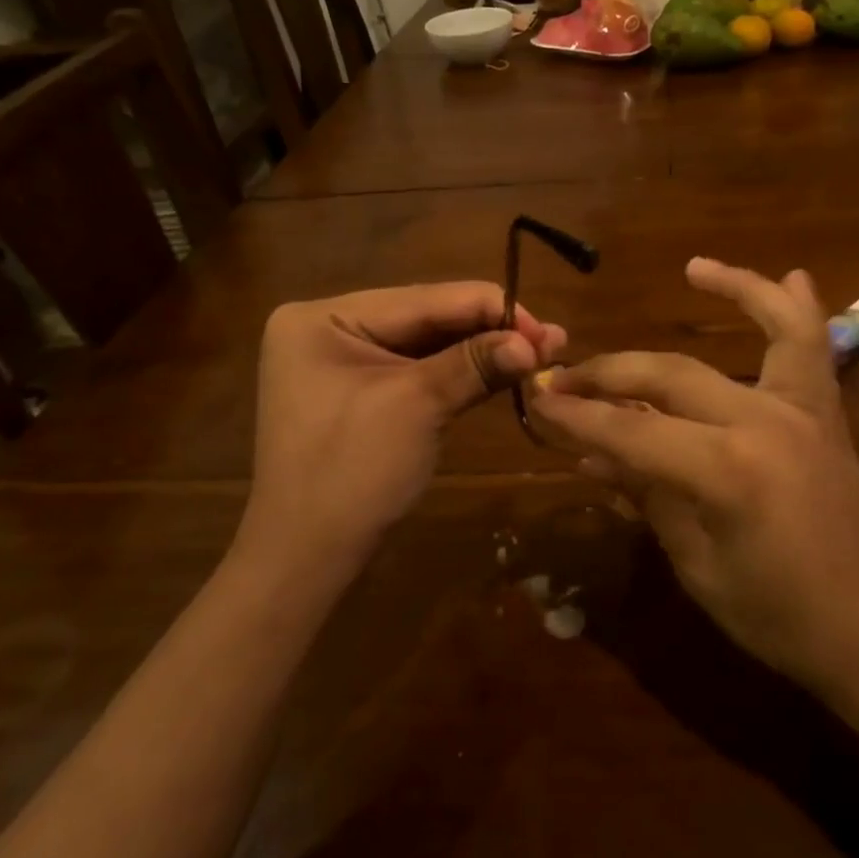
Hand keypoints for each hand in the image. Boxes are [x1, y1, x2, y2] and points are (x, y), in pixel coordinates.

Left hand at [248, 283, 565, 580]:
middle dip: (490, 330)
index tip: (545, 328)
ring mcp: (344, 361)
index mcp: (323, 317)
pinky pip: (418, 371)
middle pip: (426, 318)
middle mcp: (330, 327)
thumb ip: (475, 364)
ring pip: (427, 345)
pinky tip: (504, 368)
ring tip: (542, 351)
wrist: (306, 559)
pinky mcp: (362, 391)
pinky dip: (461, 372)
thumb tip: (537, 342)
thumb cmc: (351, 473)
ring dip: (482, 350)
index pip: (422, 298)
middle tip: (552, 341)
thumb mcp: (416, 407)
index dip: (490, 308)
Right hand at [529, 258, 858, 703]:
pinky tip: (791, 275)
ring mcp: (804, 409)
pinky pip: (815, 348)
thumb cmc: (783, 619)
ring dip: (732, 289)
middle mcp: (765, 421)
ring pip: (768, 327)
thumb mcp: (700, 567)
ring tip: (693, 268)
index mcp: (727, 472)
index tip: (537, 401)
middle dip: (609, 372)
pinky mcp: (827, 414)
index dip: (578, 417)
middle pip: (671, 375)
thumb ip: (648, 496)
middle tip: (564, 375)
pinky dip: (800, 310)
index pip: (631, 432)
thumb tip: (592, 454)